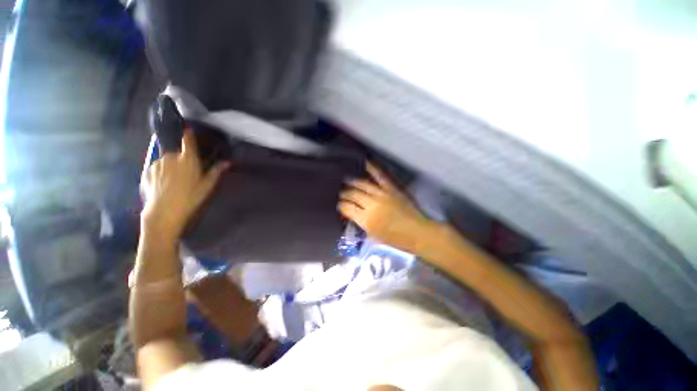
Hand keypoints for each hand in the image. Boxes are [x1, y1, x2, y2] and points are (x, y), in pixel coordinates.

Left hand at [141, 129, 228, 241]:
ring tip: (173, 182)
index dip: (188, 134)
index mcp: (188, 159)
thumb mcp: (207, 186)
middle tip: (186, 174)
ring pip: (166, 161)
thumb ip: (216, 172)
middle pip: (177, 153)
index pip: (187, 140)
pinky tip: (163, 185)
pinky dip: (160, 173)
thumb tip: (227, 162)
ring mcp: (157, 164)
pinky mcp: (146, 172)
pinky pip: (156, 169)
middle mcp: (171, 157)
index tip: (188, 129)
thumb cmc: (190, 197)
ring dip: (170, 167)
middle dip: (181, 160)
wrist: (164, 211)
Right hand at [339, 162, 436, 252]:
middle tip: (340, 193)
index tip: (338, 204)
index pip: (347, 208)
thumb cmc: (394, 239)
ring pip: (362, 184)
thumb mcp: (373, 235)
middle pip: (352, 194)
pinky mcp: (391, 188)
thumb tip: (351, 213)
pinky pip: (380, 176)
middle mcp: (371, 204)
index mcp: (366, 219)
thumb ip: (360, 222)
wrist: (416, 232)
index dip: (341, 205)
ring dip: (352, 182)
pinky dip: (372, 168)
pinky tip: (365, 163)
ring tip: (346, 180)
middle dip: (344, 193)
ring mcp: (382, 194)